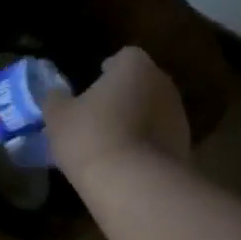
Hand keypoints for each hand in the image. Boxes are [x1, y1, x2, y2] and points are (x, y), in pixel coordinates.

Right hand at [43, 46, 192, 181]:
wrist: (133, 183)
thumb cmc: (91, 136)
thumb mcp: (58, 116)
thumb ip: (56, 99)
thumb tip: (56, 94)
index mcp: (135, 67)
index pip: (124, 56)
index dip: (108, 69)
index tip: (93, 84)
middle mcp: (163, 84)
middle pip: (142, 82)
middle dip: (124, 94)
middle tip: (100, 112)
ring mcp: (179, 116)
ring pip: (154, 110)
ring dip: (137, 119)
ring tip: (112, 140)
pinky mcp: (184, 147)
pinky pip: (160, 137)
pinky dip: (146, 144)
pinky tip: (126, 160)